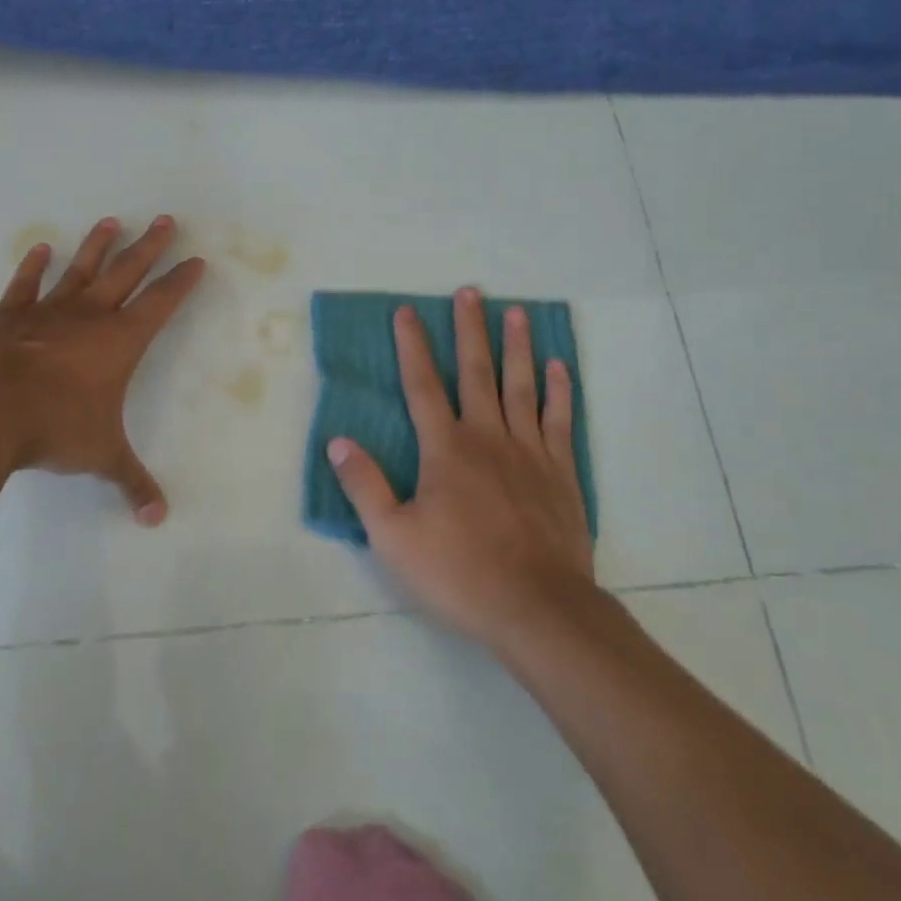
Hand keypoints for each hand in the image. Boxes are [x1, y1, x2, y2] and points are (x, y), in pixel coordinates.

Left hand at [0, 215, 205, 524]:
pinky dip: (33, 266)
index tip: (196, 260)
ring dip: (97, 245)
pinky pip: (25, 285)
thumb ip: (131, 482)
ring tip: (111, 221)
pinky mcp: (8, 315)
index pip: (161, 303)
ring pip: (81, 269)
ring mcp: (47, 311)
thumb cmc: (53, 428)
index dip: (181, 282)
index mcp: (120, 342)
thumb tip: (158, 519)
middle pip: (127, 272)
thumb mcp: (100, 456)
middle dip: (149, 247)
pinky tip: (40, 249)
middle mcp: (89, 316)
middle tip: (165, 219)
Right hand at [326, 287, 595, 652]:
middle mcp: (488, 437)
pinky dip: (559, 391)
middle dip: (469, 330)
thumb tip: (339, 441)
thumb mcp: (393, 536)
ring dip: (516, 347)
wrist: (537, 608)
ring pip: (521, 386)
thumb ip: (365, 485)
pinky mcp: (561, 473)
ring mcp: (529, 452)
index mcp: (446, 449)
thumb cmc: (458, 572)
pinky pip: (560, 420)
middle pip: (475, 372)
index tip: (407, 311)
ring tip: (517, 312)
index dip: (412, 346)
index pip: (422, 386)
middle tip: (470, 292)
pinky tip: (558, 367)